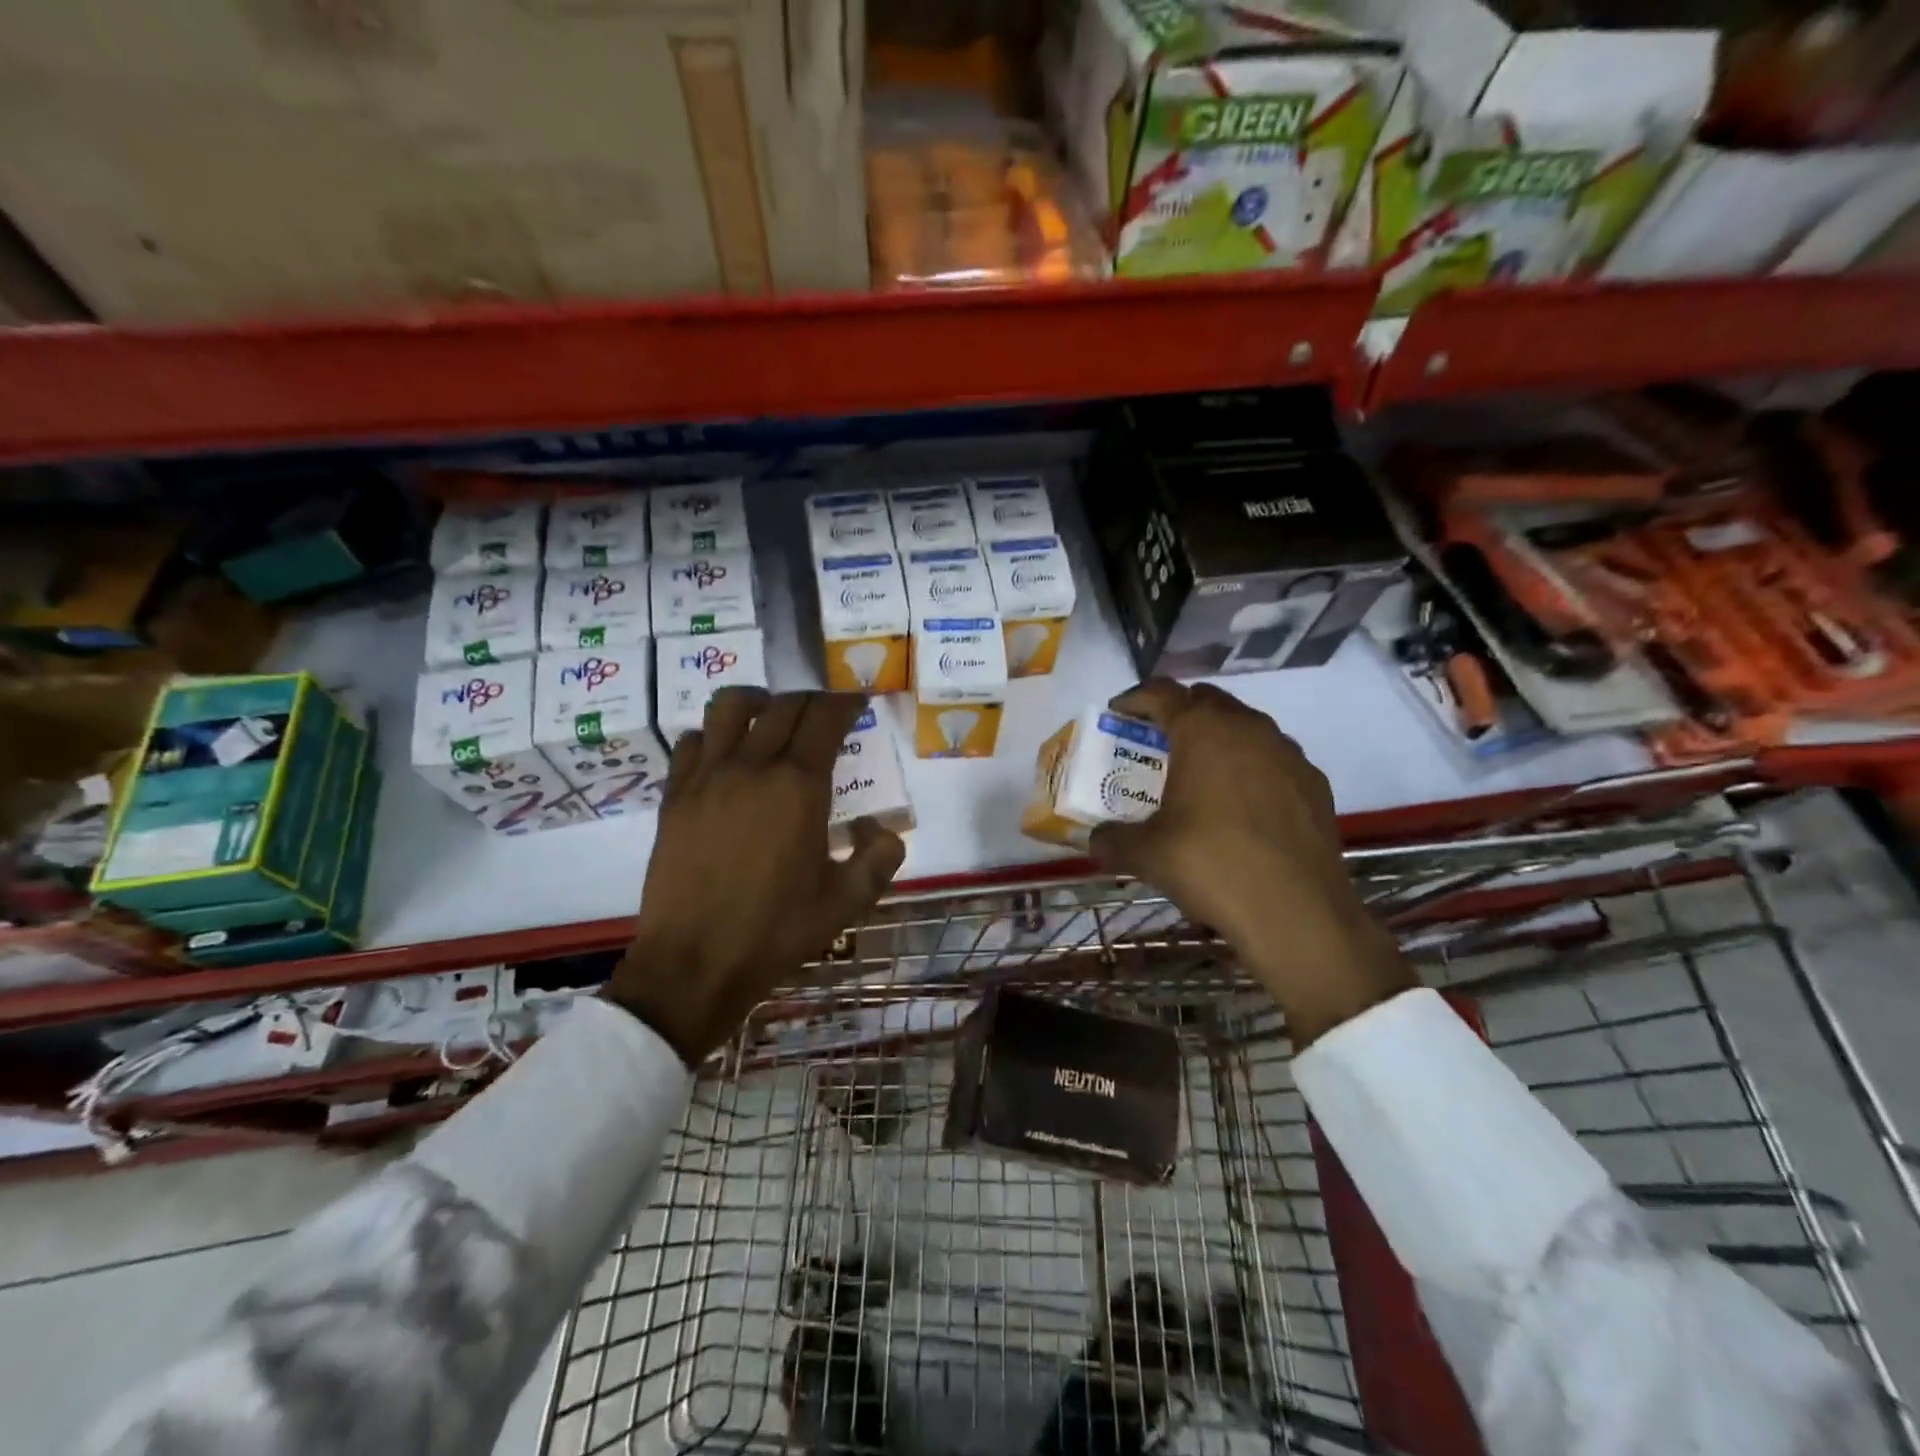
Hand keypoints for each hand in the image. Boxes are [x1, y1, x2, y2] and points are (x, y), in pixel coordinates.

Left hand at [609, 688, 905, 1062]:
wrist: (696, 962)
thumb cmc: (777, 931)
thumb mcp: (849, 902)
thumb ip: (880, 857)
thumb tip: (878, 828)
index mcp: (800, 786)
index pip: (827, 717)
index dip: (847, 702)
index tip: (858, 702)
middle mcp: (753, 766)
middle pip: (785, 705)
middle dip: (812, 701)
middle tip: (825, 715)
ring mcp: (707, 776)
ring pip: (730, 706)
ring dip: (759, 701)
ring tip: (771, 718)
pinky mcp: (675, 794)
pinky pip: (693, 740)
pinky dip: (714, 734)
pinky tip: (725, 756)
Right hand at [1087, 680, 1414, 1047]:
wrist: (1297, 911)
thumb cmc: (1212, 866)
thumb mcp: (1147, 854)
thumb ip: (1113, 840)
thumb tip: (1095, 841)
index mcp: (1202, 731)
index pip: (1162, 692)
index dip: (1135, 698)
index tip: (1119, 712)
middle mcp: (1247, 728)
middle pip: (1206, 700)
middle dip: (1178, 713)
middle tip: (1156, 742)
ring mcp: (1287, 753)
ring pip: (1244, 726)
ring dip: (1217, 737)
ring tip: (1198, 772)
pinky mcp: (1313, 782)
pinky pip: (1273, 758)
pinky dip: (1250, 766)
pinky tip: (1241, 804)